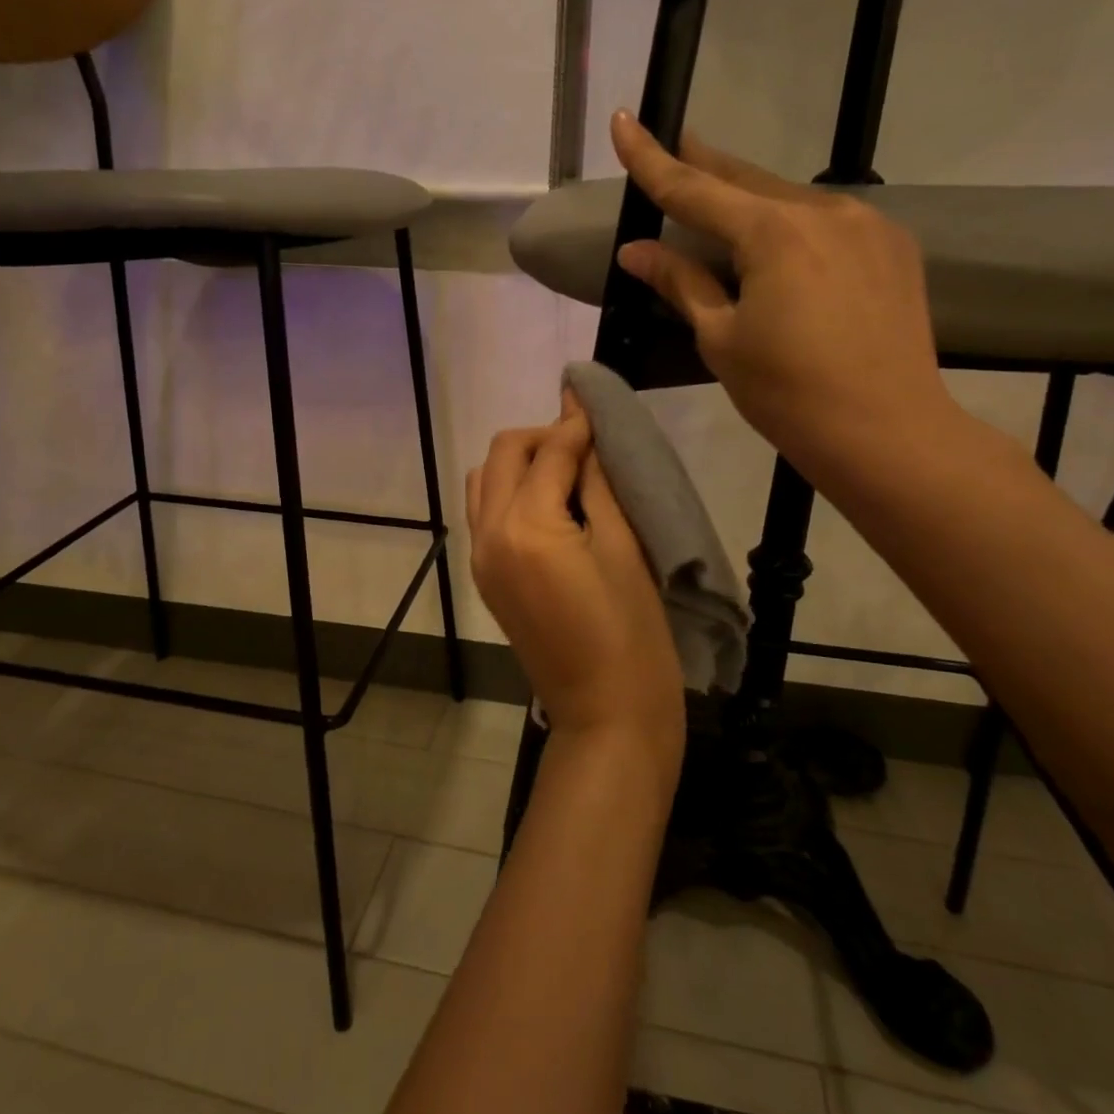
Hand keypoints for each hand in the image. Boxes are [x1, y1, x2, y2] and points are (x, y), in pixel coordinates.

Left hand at [467, 394, 684, 772]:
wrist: (605, 713)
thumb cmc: (632, 633)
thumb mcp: (624, 547)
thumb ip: (598, 482)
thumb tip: (588, 431)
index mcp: (526, 525)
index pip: (548, 450)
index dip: (576, 421)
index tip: (596, 401)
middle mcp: (489, 534)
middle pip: (503, 454)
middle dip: (542, 436)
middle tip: (587, 443)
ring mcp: (481, 557)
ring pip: (485, 480)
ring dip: (521, 462)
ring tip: (567, 472)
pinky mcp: (485, 577)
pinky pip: (485, 512)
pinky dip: (509, 491)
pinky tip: (549, 502)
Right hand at [610, 112, 960, 487]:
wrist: (887, 432)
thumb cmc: (787, 393)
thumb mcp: (721, 338)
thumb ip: (681, 282)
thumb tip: (636, 249)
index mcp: (774, 233)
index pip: (694, 189)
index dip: (651, 158)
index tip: (624, 120)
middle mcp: (824, 211)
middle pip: (747, 180)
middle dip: (705, 164)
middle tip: (675, 145)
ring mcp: (867, 225)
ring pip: (790, 200)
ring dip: (750, 200)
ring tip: (722, 204)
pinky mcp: (893, 248)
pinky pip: (828, 223)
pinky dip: (792, 226)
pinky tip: (781, 246)